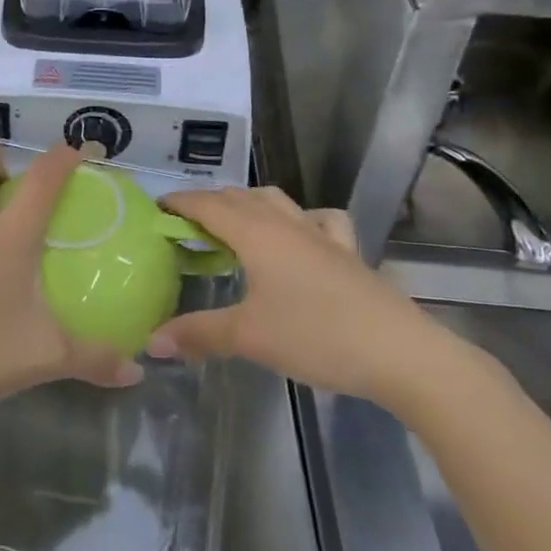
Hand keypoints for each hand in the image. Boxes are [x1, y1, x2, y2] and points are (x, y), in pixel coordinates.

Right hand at [149, 186, 478, 414]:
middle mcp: (286, 223)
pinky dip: (301, 219)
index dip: (178, 202)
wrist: (400, 353)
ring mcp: (321, 235)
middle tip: (185, 228)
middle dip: (208, 204)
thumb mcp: (248, 337)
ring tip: (234, 227)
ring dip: (248, 205)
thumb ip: (198, 334)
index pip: (207, 204)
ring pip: (277, 201)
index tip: (155, 210)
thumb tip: (150, 341)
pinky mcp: (348, 253)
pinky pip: (320, 221)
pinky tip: (300, 237)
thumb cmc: (316, 336)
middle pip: (239, 197)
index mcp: (256, 233)